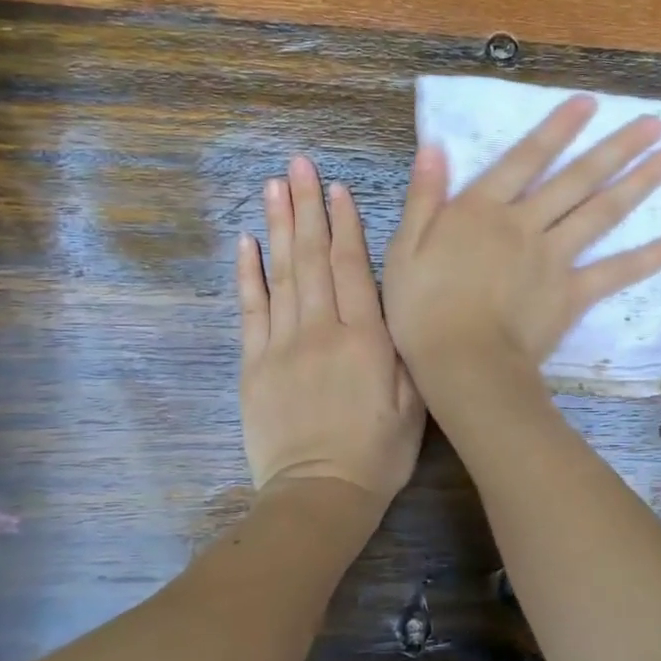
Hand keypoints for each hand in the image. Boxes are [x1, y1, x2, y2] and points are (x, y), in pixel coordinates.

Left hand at [237, 156, 425, 506]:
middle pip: (312, 258)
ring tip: (273, 186)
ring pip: (280, 274)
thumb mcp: (414, 403)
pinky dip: (247, 274)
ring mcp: (281, 346)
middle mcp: (320, 331)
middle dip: (307, 208)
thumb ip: (403, 349)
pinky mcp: (254, 365)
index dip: (345, 224)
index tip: (337, 188)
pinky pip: (250, 310)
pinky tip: (246, 241)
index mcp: (365, 339)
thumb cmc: (378, 452)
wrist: (320, 495)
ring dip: (278, 227)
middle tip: (298, 165)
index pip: (352, 268)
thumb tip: (396, 301)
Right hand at [383, 93, 660, 392]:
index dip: (557, 129)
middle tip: (653, 124)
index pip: (525, 158)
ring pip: (601, 213)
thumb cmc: (422, 309)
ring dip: (638, 184)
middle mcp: (526, 224)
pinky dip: (650, 257)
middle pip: (576, 179)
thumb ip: (424, 197)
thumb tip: (436, 147)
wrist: (462, 363)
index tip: (588, 103)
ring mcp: (554, 258)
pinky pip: (617, 272)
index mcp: (483, 210)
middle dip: (615, 148)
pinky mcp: (573, 294)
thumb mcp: (405, 248)